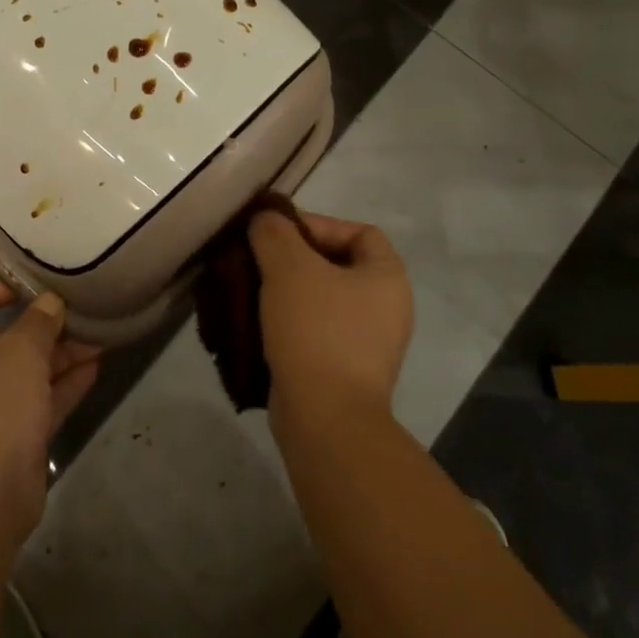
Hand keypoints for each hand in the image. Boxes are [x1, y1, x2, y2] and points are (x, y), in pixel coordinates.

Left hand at [0, 279, 100, 549]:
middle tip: (76, 310)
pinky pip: (42, 402)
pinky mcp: (15, 440)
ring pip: (27, 372)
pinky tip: (96, 366)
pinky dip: (66, 384)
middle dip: (39, 325)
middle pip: (1, 339)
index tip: (25, 286)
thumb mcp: (18, 349)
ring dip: (60, 354)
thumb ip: (38, 321)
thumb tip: (50, 302)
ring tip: (98, 335)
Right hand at [248, 209, 411, 427]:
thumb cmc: (315, 330)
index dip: (318, 224)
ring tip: (251, 290)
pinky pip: (315, 331)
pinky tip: (258, 323)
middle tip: (258, 260)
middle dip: (294, 258)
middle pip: (336, 264)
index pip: (358, 231)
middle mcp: (386, 308)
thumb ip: (274, 232)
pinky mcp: (344, 370)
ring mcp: (368, 343)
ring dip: (286, 291)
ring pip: (321, 299)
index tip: (278, 235)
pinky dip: (288, 322)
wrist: (325, 418)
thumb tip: (265, 219)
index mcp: (387, 278)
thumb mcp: (288, 267)